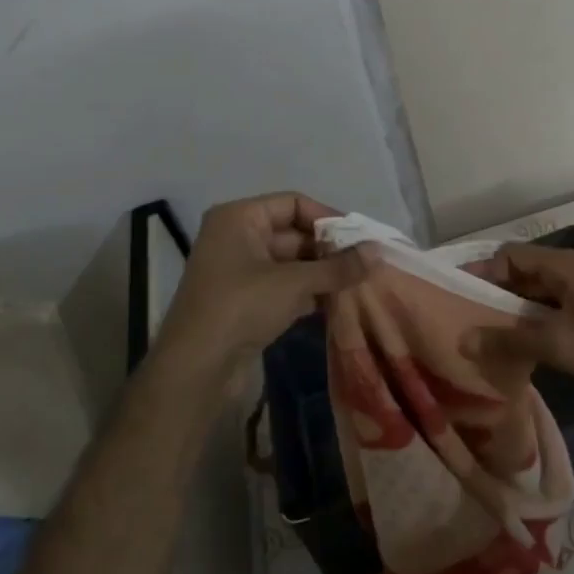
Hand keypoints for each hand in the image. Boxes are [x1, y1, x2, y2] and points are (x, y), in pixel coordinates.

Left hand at [154, 192, 374, 379]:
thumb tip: (378, 252)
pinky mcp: (247, 302)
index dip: (328, 217)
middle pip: (294, 233)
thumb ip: (338, 267)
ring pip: (293, 263)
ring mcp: (241, 272)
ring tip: (361, 283)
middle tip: (367, 264)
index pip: (293, 203)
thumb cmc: (241, 308)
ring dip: (324, 273)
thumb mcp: (294, 283)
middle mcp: (238, 238)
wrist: (196, 369)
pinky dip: (311, 293)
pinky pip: (286, 287)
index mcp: (239, 218)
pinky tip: (340, 304)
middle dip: (330, 249)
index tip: (360, 238)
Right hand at [470, 243, 573, 396]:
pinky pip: (550, 299)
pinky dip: (531, 312)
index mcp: (565, 265)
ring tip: (487, 326)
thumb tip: (463, 339)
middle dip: (495, 289)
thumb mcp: (554, 345)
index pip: (511, 255)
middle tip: (469, 313)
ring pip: (536, 286)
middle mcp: (572, 266)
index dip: (484, 272)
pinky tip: (517, 335)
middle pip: (522, 268)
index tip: (462, 295)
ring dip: (513, 303)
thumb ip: (507, 340)